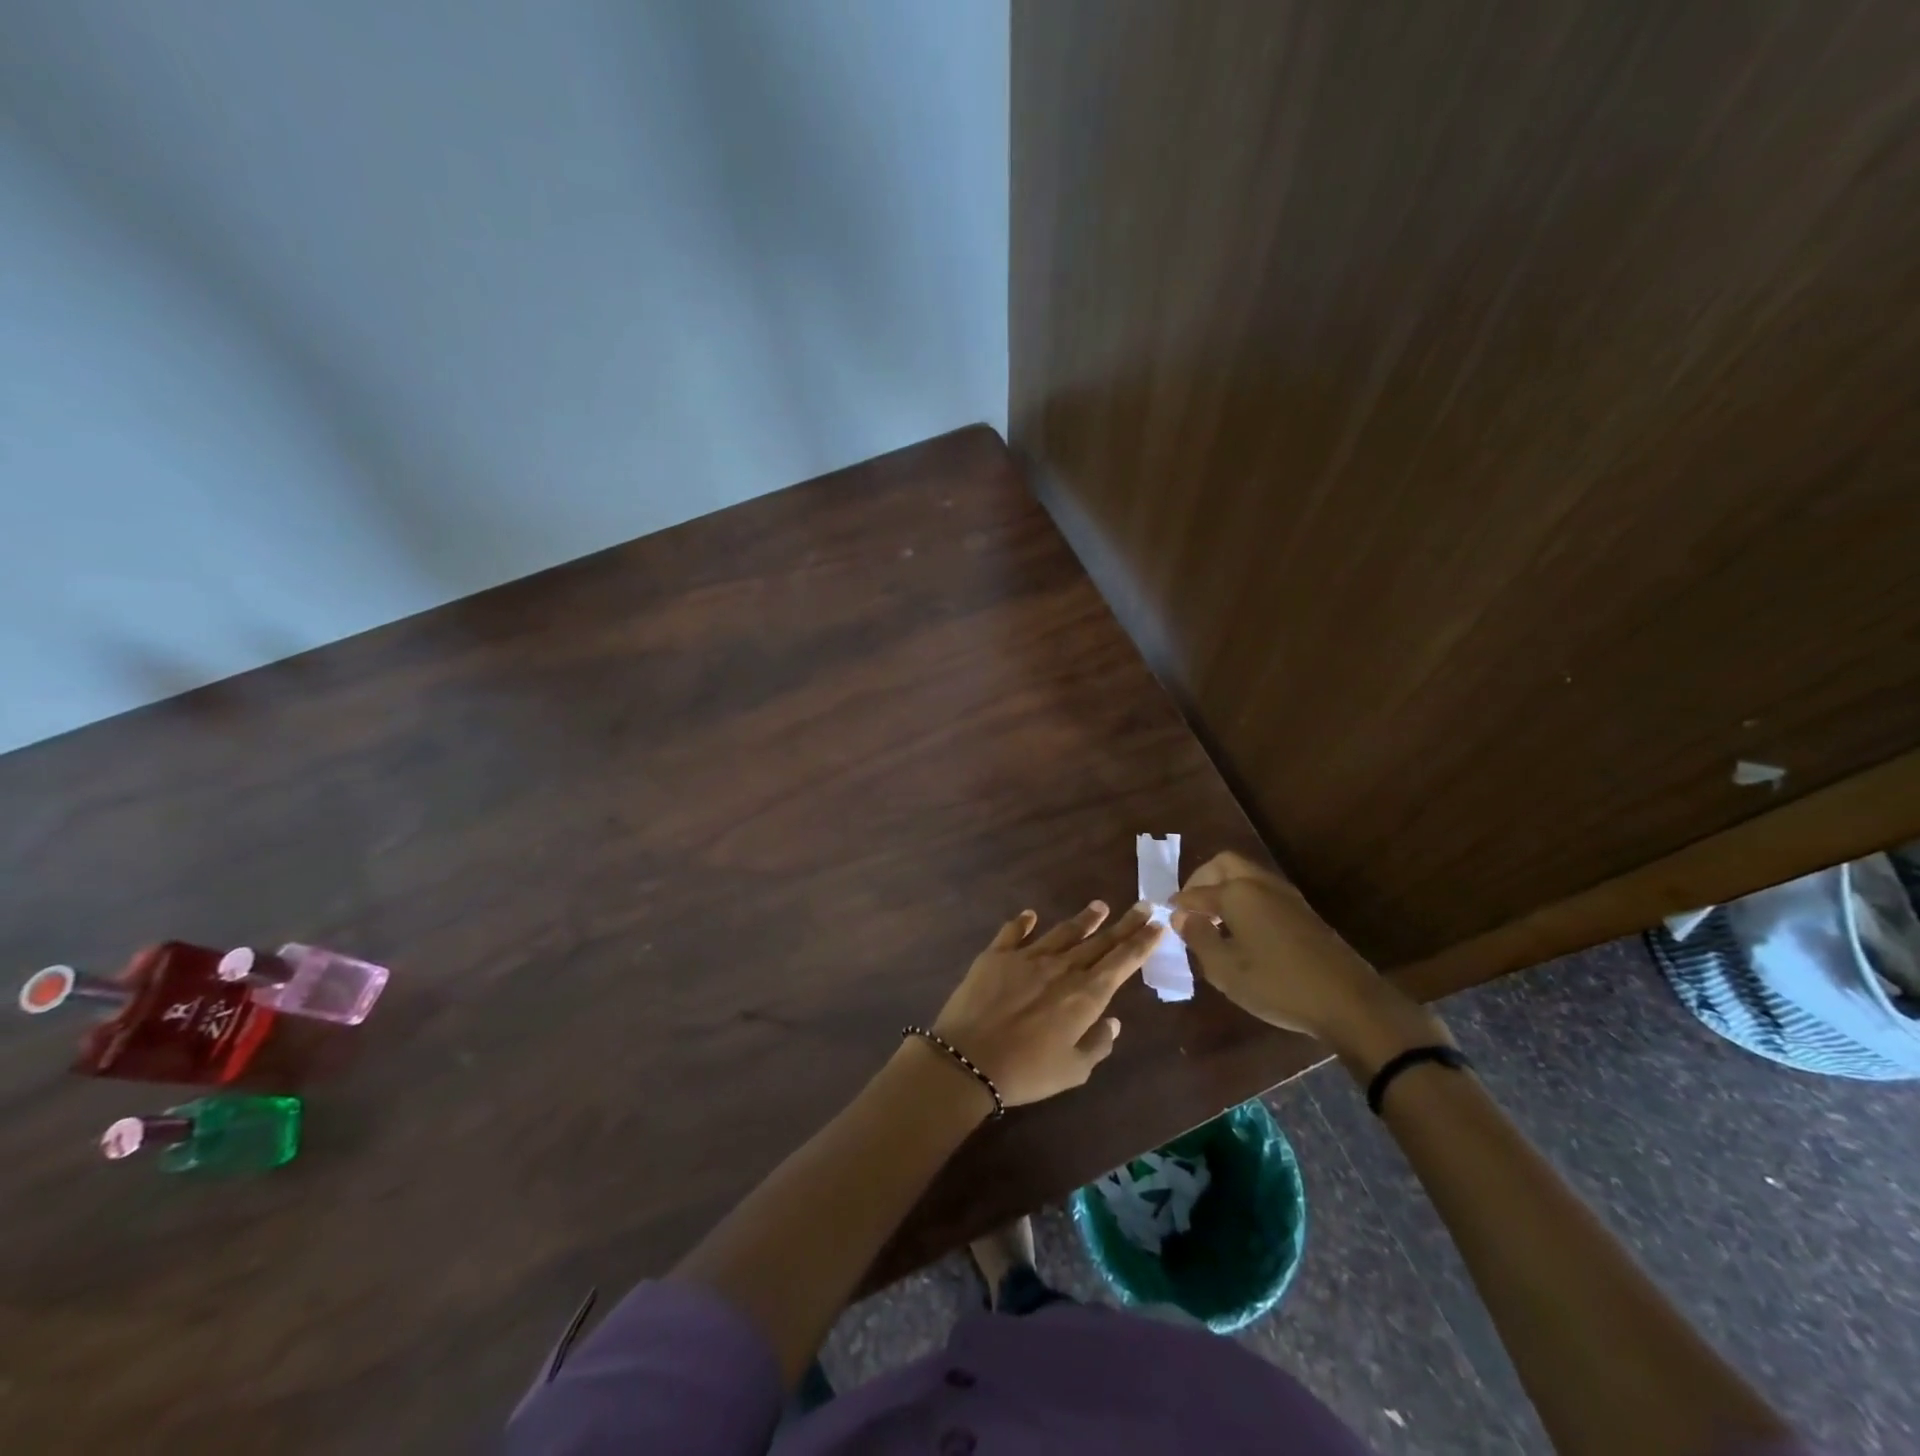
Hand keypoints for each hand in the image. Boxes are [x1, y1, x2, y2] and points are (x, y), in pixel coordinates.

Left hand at [930, 900, 1160, 1106]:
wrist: (968, 1059)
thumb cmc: (1027, 1072)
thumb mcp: (1073, 1071)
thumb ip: (1097, 1044)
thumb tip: (1113, 1021)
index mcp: (1085, 995)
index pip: (1122, 962)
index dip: (1142, 943)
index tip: (1158, 925)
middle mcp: (1062, 968)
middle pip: (1099, 941)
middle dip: (1124, 924)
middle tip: (1143, 905)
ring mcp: (1027, 957)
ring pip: (1063, 932)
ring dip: (1085, 919)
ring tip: (1100, 906)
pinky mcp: (996, 955)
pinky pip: (1014, 932)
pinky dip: (1023, 922)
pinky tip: (1030, 915)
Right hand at [1170, 852, 1444, 1057]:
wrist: (1349, 1001)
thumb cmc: (1278, 984)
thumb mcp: (1225, 969)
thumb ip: (1198, 938)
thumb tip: (1182, 917)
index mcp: (1237, 893)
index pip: (1196, 892)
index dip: (1178, 905)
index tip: (1167, 917)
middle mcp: (1260, 884)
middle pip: (1224, 864)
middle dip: (1202, 880)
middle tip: (1191, 907)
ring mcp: (1286, 896)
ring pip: (1246, 876)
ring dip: (1225, 888)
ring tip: (1214, 920)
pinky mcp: (1303, 912)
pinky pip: (1262, 892)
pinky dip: (1244, 900)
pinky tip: (1242, 930)